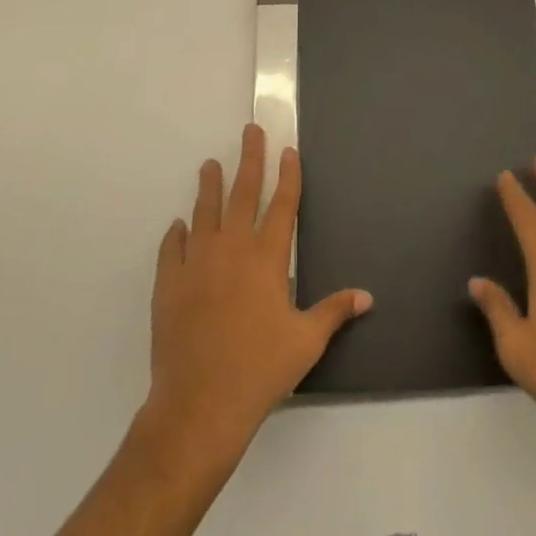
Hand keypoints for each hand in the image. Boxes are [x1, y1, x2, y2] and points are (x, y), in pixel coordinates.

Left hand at [146, 123, 372, 457]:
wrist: (198, 405)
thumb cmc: (259, 370)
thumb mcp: (306, 342)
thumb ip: (334, 311)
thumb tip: (367, 296)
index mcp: (267, 257)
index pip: (282, 204)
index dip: (288, 174)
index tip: (288, 150)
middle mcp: (232, 248)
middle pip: (242, 191)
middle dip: (250, 158)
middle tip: (250, 131)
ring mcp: (197, 262)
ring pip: (204, 211)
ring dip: (209, 185)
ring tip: (210, 165)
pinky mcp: (169, 282)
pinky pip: (173, 247)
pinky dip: (177, 233)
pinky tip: (179, 226)